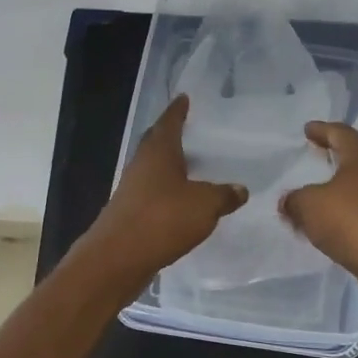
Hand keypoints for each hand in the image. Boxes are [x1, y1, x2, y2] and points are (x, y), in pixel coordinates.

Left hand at [80, 94, 247, 284]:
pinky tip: (181, 202)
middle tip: (189, 129)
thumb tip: (241, 189)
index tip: (184, 98)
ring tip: (191, 166)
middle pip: (157, 143)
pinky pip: (153, 194)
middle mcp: (141, 165)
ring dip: (169, 166)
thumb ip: (224, 195)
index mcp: (159, 152)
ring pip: (154, 169)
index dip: (178, 110)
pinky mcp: (130, 214)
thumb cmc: (162, 219)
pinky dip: (167, 192)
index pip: (169, 122)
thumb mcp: (205, 205)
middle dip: (171, 135)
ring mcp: (132, 190)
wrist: (117, 259)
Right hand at [280, 121, 357, 302]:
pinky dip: (354, 207)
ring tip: (324, 190)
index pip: (340, 132)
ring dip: (345, 183)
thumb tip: (289, 201)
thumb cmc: (352, 222)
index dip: (321, 130)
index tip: (308, 129)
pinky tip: (339, 219)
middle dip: (337, 153)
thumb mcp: (309, 206)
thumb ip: (294, 200)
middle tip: (318, 153)